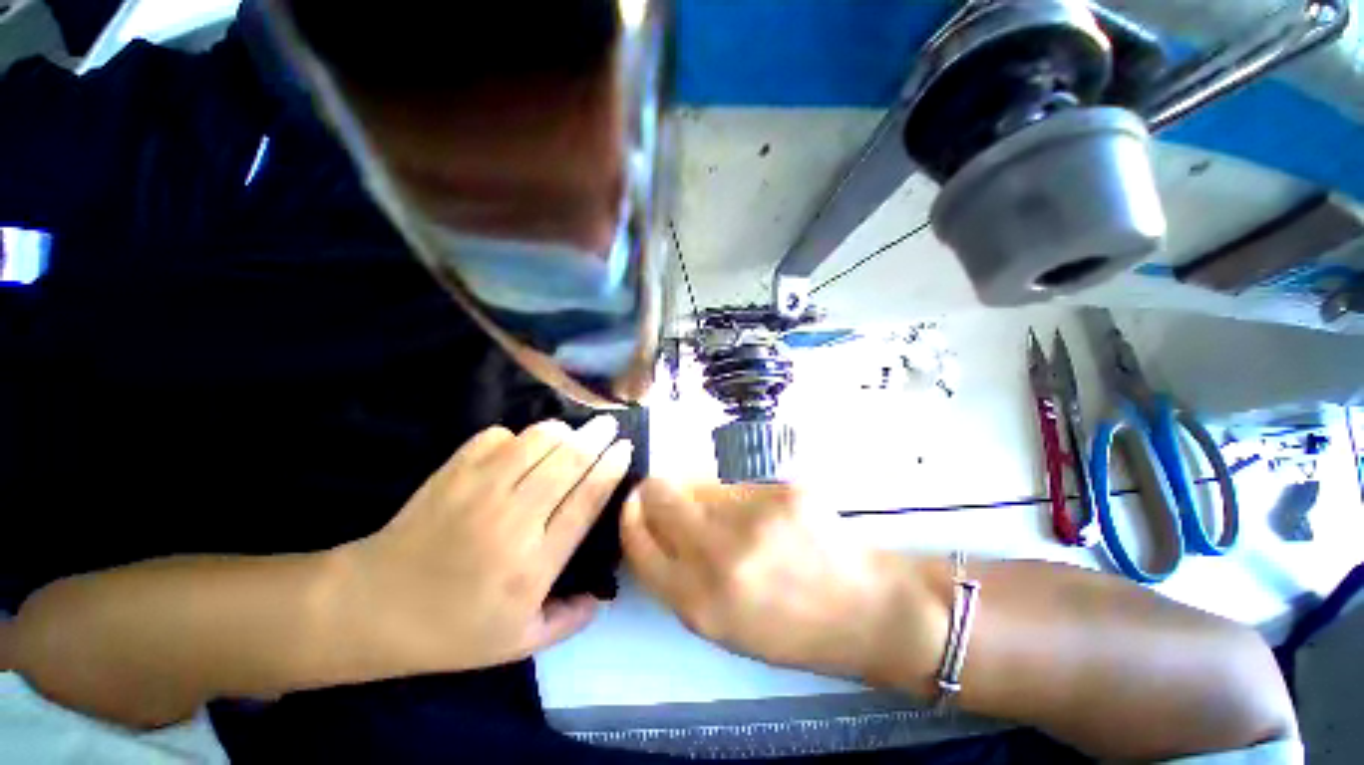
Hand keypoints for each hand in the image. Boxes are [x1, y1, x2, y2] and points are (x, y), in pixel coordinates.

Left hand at [340, 416, 632, 674]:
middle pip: (569, 461)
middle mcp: (513, 519)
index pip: (586, 500)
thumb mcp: (518, 643)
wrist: (372, 608)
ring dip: (562, 431)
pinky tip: (519, 448)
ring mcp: (479, 490)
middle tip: (611, 423)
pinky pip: (498, 436)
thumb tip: (604, 594)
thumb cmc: (451, 631)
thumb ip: (570, 620)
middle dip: (597, 436)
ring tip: (570, 434)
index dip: (611, 467)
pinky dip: (517, 437)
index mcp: (533, 563)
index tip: (627, 447)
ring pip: (537, 440)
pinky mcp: (452, 472)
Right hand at [621, 480, 946, 685]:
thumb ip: (681, 573)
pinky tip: (769, 515)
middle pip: (660, 494)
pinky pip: (739, 482)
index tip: (635, 500)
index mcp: (697, 603)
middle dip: (659, 488)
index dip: (631, 514)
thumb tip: (657, 520)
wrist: (867, 611)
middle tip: (676, 491)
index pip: (637, 540)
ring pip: (701, 483)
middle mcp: (716, 557)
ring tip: (739, 517)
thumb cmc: (792, 627)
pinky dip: (742, 493)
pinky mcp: (781, 493)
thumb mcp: (721, 622)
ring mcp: (751, 519)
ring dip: (705, 492)